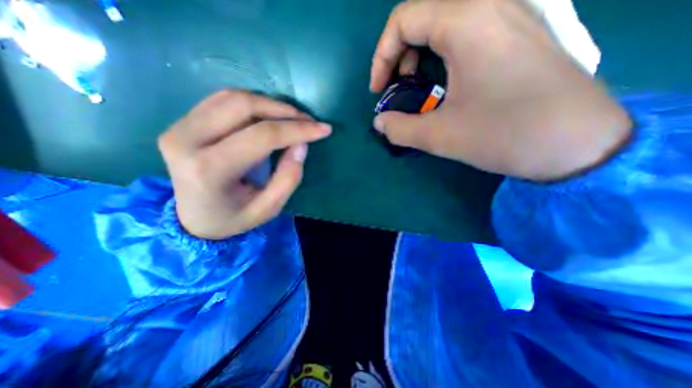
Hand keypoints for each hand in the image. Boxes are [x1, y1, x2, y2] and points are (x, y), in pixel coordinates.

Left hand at [158, 90, 330, 239]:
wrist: (193, 218)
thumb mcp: (268, 208)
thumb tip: (301, 145)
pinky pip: (223, 100)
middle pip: (244, 106)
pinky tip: (271, 116)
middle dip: (285, 111)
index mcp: (210, 169)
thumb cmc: (233, 218)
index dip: (297, 129)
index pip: (262, 136)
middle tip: (309, 121)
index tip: (323, 129)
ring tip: (294, 118)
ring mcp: (180, 126)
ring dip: (271, 104)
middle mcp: (187, 140)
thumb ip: (288, 178)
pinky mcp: (182, 121)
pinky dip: (254, 103)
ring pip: (233, 97)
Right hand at [373, 1, 631, 180]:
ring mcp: (512, 14)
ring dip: (420, 51)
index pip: (402, 20)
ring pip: (445, 19)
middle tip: (396, 86)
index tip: (379, 90)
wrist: (577, 144)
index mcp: (467, 22)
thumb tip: (379, 123)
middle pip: (422, 15)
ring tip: (417, 84)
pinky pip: (468, 28)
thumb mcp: (440, 137)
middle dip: (398, 53)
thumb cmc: (504, 135)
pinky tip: (446, 79)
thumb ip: (400, 129)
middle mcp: (492, 4)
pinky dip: (443, 50)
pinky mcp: (522, 31)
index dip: (381, 57)